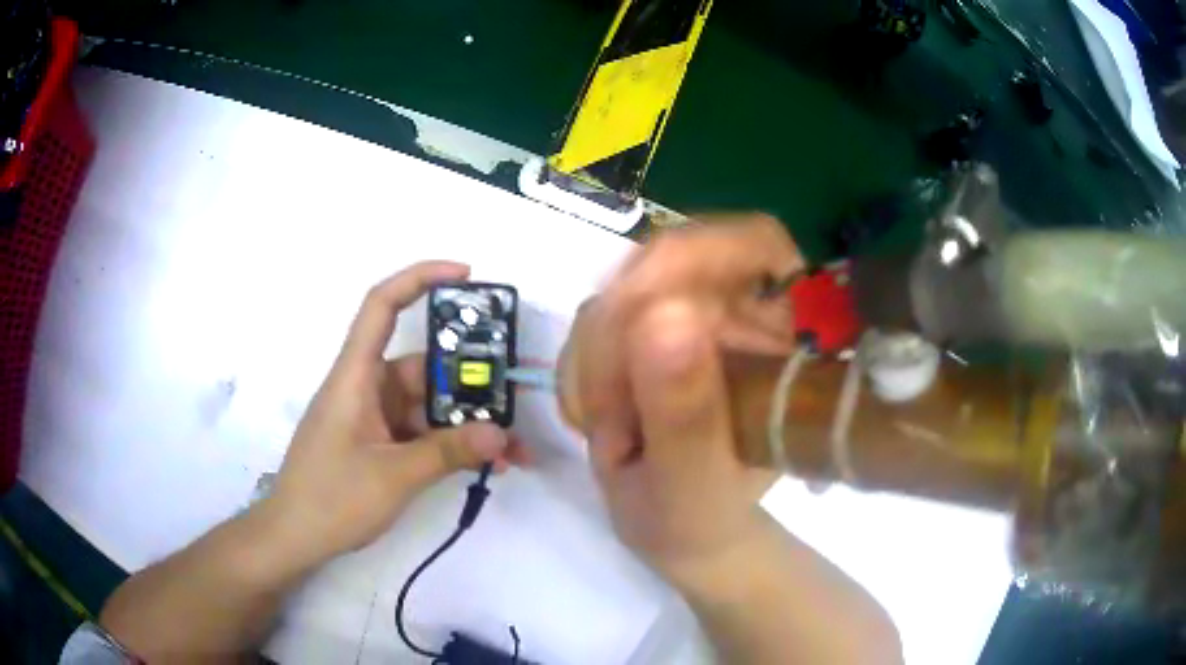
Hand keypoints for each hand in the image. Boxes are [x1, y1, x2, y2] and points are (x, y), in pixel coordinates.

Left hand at [259, 261, 518, 569]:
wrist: (295, 538)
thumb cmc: (331, 498)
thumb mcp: (394, 476)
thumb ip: (448, 453)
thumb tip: (502, 435)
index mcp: (355, 376)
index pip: (382, 305)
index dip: (420, 278)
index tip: (467, 275)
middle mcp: (366, 388)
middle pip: (422, 365)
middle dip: (469, 380)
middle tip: (515, 393)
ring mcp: (374, 418)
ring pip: (428, 405)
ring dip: (467, 423)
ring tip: (512, 447)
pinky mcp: (379, 444)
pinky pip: (422, 433)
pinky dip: (451, 445)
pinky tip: (485, 464)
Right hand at [558, 215, 803, 580]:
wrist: (674, 528)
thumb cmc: (700, 514)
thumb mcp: (693, 482)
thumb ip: (684, 413)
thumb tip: (662, 315)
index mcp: (777, 340)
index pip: (757, 243)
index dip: (701, 250)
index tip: (638, 307)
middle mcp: (736, 313)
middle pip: (667, 261)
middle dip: (619, 337)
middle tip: (608, 412)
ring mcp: (685, 316)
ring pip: (617, 292)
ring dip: (595, 364)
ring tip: (611, 434)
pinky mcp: (641, 330)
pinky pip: (591, 321)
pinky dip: (580, 372)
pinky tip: (597, 419)